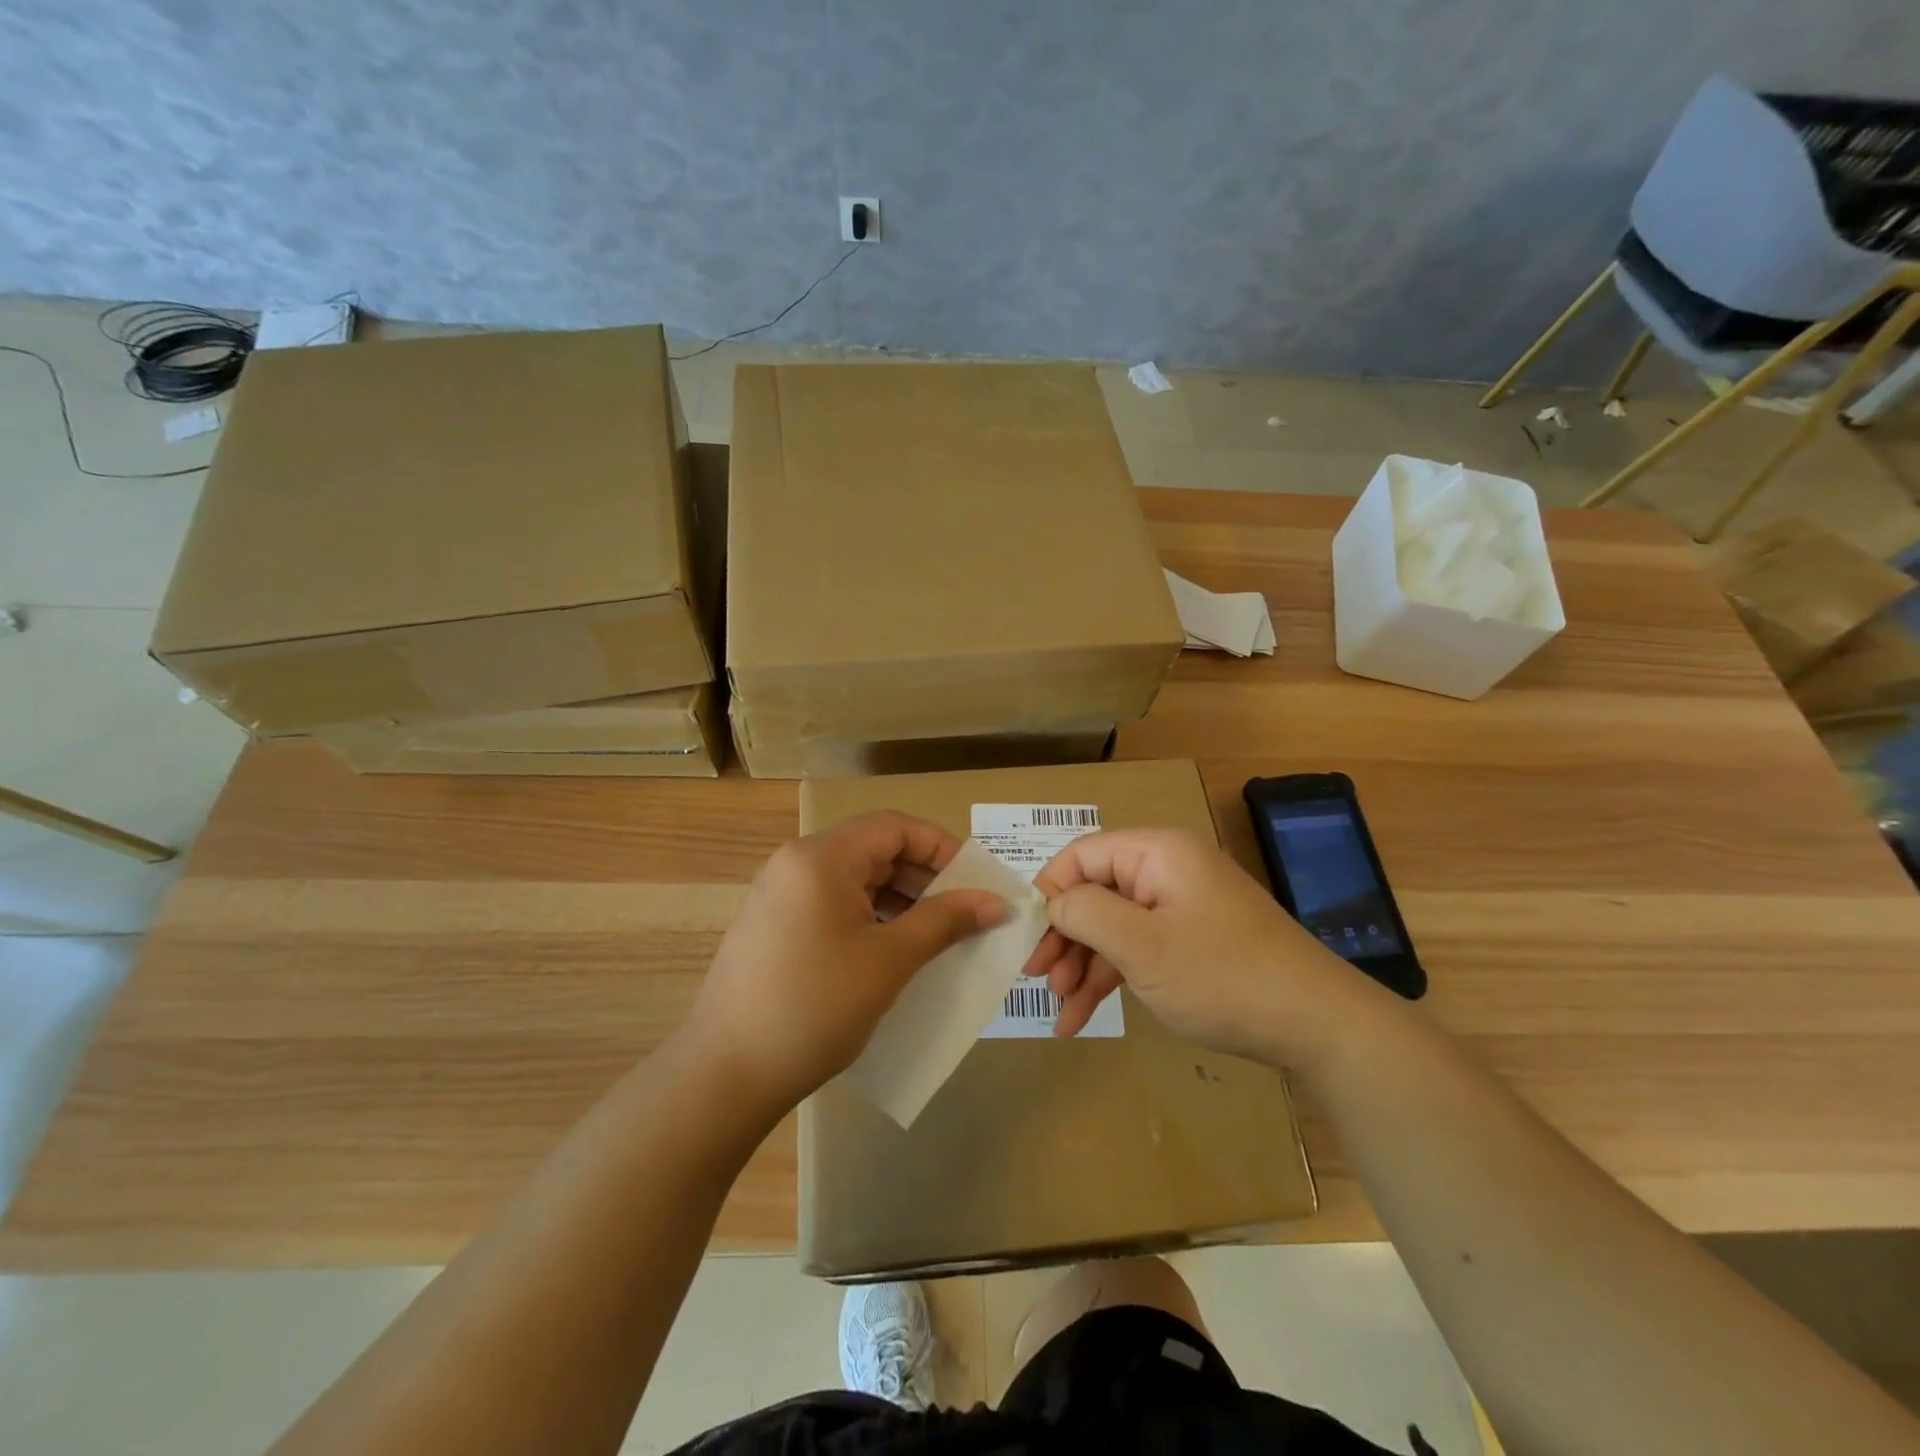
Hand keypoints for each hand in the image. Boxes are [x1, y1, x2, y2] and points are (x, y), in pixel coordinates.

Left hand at [683, 812, 1005, 1116]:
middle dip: (925, 878)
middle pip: (874, 850)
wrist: (725, 1075)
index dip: (942, 848)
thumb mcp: (890, 961)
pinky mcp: (774, 927)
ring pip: (855, 881)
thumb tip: (996, 902)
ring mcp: (780, 895)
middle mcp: (796, 864)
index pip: (895, 827)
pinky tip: (894, 954)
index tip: (977, 883)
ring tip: (937, 937)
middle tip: (965, 914)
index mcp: (821, 857)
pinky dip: (871, 919)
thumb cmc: (815, 1006)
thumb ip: (945, 921)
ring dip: (901, 901)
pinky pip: (834, 906)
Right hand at [1023, 828, 1378, 1066]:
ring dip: (1083, 966)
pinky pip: (1138, 949)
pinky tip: (1082, 1018)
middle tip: (1038, 980)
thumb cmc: (1223, 976)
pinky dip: (1111, 978)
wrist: (1318, 1026)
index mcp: (1157, 853)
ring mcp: (1181, 908)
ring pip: (1113, 927)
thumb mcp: (1143, 946)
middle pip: (1094, 893)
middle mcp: (1166, 871)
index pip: (1081, 855)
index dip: (1049, 892)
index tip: (1027, 939)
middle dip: (1064, 939)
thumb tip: (1053, 901)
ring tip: (1059, 1012)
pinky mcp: (1192, 942)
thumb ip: (1086, 914)